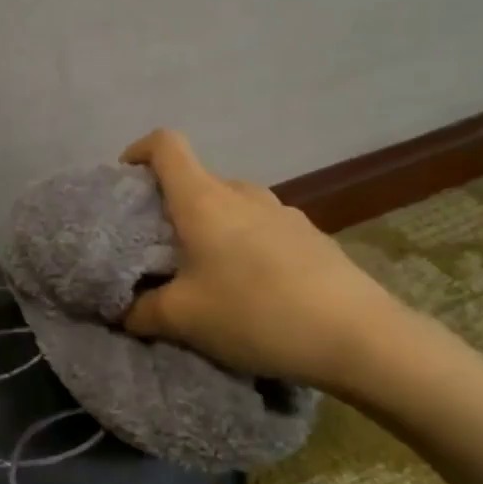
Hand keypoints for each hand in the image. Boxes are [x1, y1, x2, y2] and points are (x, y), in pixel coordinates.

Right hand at [120, 129, 403, 390]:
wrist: (359, 338)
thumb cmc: (254, 313)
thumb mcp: (181, 320)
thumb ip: (140, 312)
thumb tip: (122, 312)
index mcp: (204, 200)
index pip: (166, 145)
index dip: (138, 151)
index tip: (124, 181)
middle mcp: (243, 194)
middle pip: (196, 181)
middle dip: (170, 207)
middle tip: (157, 249)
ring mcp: (284, 213)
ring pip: (230, 207)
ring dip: (209, 228)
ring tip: (204, 273)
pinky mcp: (311, 237)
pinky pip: (261, 228)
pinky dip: (242, 246)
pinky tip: (250, 289)